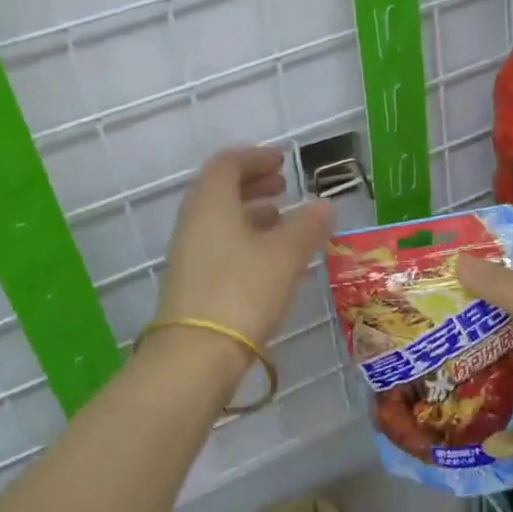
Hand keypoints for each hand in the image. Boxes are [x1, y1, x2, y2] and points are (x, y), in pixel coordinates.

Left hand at [154, 147, 333, 360]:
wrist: (195, 355)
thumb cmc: (242, 290)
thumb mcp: (285, 255)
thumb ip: (307, 226)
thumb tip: (324, 205)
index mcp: (211, 202)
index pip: (228, 163)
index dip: (256, 157)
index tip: (283, 161)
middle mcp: (194, 221)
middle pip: (220, 189)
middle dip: (253, 183)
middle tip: (283, 186)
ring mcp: (189, 253)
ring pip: (220, 219)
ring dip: (250, 212)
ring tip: (282, 220)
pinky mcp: (191, 281)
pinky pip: (218, 244)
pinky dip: (244, 238)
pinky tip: (268, 257)